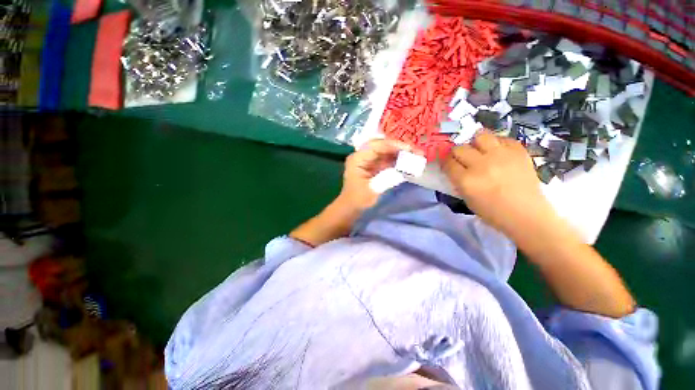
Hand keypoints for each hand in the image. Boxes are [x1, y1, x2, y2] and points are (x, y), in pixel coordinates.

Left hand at [338, 139, 412, 211]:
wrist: (352, 206)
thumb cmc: (358, 199)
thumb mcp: (372, 190)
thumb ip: (386, 179)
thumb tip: (403, 170)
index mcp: (357, 159)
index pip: (376, 146)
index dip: (393, 145)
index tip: (409, 149)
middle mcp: (362, 155)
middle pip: (382, 145)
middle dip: (399, 147)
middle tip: (416, 151)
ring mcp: (368, 159)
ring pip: (386, 151)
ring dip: (400, 152)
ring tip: (416, 155)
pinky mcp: (374, 165)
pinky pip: (387, 158)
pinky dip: (397, 159)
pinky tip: (408, 162)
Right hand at [440, 131, 554, 239]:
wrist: (526, 214)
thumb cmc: (492, 212)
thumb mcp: (467, 199)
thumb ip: (458, 181)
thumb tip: (454, 169)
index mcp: (466, 180)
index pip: (448, 163)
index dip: (446, 163)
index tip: (448, 165)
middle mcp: (481, 164)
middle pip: (460, 148)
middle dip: (457, 153)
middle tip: (462, 159)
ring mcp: (501, 155)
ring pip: (480, 135)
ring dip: (476, 143)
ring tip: (479, 150)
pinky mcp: (519, 151)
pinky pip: (502, 138)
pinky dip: (497, 144)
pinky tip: (497, 152)